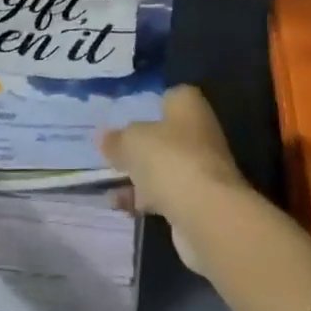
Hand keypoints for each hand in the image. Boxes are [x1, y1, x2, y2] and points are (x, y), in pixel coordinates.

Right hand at [99, 84, 250, 236]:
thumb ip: (116, 139)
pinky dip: (144, 198)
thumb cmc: (169, 159)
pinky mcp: (197, 200)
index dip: (148, 105)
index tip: (124, 117)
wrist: (207, 214)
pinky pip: (165, 193)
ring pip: (163, 166)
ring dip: (139, 176)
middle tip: (112, 152)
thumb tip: (103, 137)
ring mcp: (200, 167)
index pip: (168, 96)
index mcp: (188, 105)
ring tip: (107, 183)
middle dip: (140, 145)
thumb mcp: (132, 142)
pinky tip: (119, 206)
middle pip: (164, 134)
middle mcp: (199, 131)